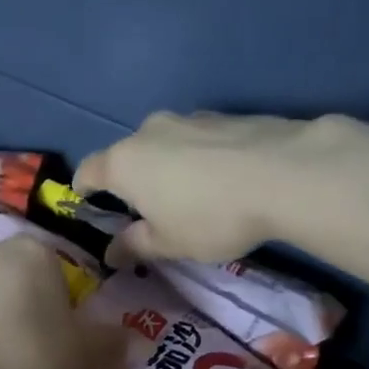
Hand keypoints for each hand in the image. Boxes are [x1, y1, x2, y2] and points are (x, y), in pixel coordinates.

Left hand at [0, 236, 128, 368]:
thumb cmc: (29, 361)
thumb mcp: (83, 358)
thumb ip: (112, 346)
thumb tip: (139, 343)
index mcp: (33, 252)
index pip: (62, 275)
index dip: (69, 312)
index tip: (66, 346)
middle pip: (24, 284)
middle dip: (33, 315)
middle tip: (39, 360)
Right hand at [74, 111, 319, 263]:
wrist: (283, 174)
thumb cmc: (210, 216)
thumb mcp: (169, 244)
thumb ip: (135, 246)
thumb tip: (110, 253)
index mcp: (124, 163)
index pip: (88, 171)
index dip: (84, 189)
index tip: (89, 203)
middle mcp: (148, 132)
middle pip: (127, 155)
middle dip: (132, 180)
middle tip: (149, 210)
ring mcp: (188, 118)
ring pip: (165, 144)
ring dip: (168, 166)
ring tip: (192, 195)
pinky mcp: (224, 115)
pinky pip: (198, 139)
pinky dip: (200, 157)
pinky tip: (224, 179)